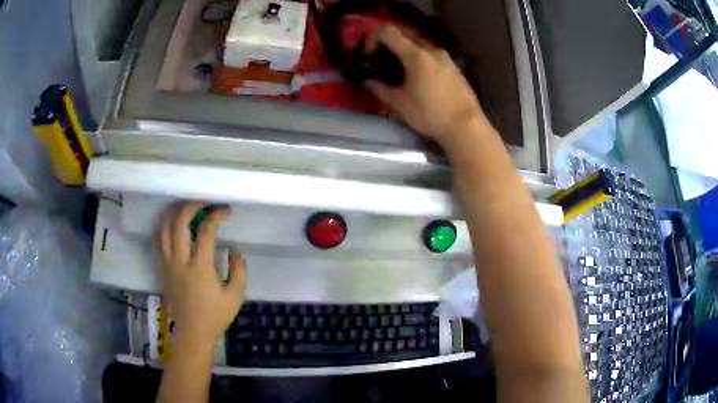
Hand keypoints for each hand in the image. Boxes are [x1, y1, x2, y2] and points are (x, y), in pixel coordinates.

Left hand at [156, 202, 245, 347]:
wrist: (193, 331)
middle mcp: (181, 260)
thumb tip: (233, 249)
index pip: (206, 229)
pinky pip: (158, 240)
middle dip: (192, 205)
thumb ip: (238, 269)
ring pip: (164, 228)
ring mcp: (168, 263)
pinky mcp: (161, 268)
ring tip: (185, 207)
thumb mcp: (235, 295)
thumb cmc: (215, 315)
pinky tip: (171, 223)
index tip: (225, 212)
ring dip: (174, 212)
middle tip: (203, 203)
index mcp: (201, 266)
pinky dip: (163, 226)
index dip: (216, 215)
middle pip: (180, 221)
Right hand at [366, 26, 491, 145]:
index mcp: (416, 55)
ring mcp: (446, 57)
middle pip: (404, 33)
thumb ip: (380, 90)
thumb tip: (368, 82)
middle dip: (388, 42)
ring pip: (419, 43)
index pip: (388, 32)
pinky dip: (419, 57)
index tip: (369, 56)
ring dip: (404, 50)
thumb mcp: (399, 104)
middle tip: (381, 60)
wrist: (466, 127)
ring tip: (399, 69)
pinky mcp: (454, 67)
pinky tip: (418, 76)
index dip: (373, 39)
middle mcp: (432, 49)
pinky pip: (431, 53)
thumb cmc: (430, 114)